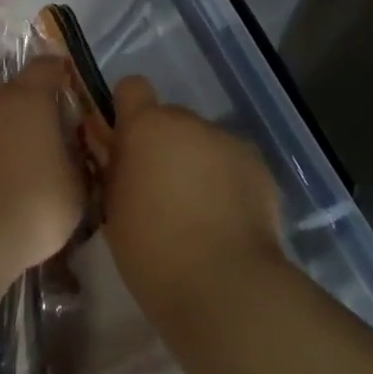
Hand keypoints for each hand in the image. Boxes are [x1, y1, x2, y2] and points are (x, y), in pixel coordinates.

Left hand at [0, 60, 86, 282]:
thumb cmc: (33, 201)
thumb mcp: (77, 186)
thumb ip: (79, 159)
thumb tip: (76, 152)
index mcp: (29, 97)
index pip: (48, 66)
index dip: (64, 74)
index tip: (79, 91)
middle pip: (21, 93)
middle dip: (41, 110)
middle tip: (63, 135)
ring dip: (16, 135)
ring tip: (37, 164)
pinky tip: (9, 183)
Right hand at [101, 77, 285, 323]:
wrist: (224, 286)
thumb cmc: (151, 251)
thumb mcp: (113, 208)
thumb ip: (114, 169)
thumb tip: (115, 151)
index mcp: (145, 127)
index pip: (132, 87)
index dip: (128, 110)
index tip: (126, 142)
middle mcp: (189, 122)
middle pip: (171, 119)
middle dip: (164, 145)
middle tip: (161, 190)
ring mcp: (228, 142)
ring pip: (203, 143)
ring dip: (196, 163)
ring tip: (198, 212)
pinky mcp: (259, 167)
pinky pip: (232, 164)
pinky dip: (226, 182)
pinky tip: (225, 220)